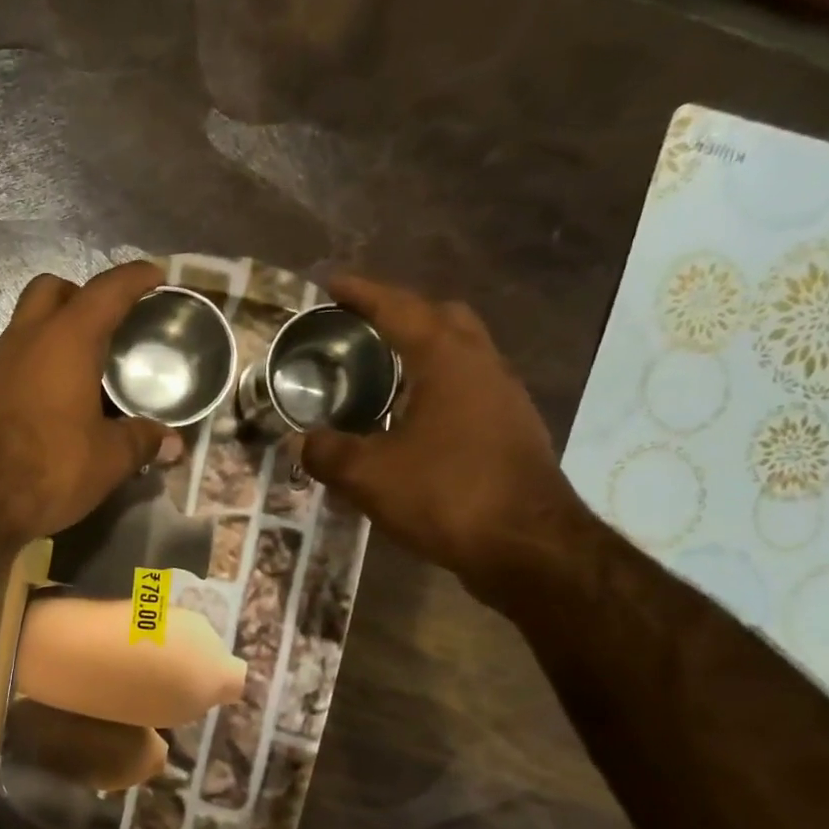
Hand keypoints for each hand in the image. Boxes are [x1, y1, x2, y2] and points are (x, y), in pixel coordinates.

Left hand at [0, 263, 171, 541]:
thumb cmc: (48, 470)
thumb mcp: (108, 460)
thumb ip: (142, 441)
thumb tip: (173, 443)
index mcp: (66, 341)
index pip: (106, 291)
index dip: (134, 278)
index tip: (154, 274)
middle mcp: (24, 340)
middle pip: (51, 290)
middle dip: (80, 295)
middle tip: (105, 324)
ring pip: (24, 327)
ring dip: (51, 335)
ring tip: (79, 371)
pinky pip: (7, 364)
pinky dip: (30, 369)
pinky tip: (45, 405)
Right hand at [299, 275, 591, 598]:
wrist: (527, 546)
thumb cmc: (446, 496)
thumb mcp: (369, 476)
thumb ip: (328, 453)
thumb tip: (302, 442)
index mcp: (448, 362)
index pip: (401, 310)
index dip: (364, 293)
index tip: (332, 282)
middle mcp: (483, 367)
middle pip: (444, 318)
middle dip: (403, 313)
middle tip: (363, 327)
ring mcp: (504, 398)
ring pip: (461, 354)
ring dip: (422, 352)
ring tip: (381, 372)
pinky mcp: (510, 430)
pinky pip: (468, 389)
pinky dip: (435, 387)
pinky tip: (410, 419)